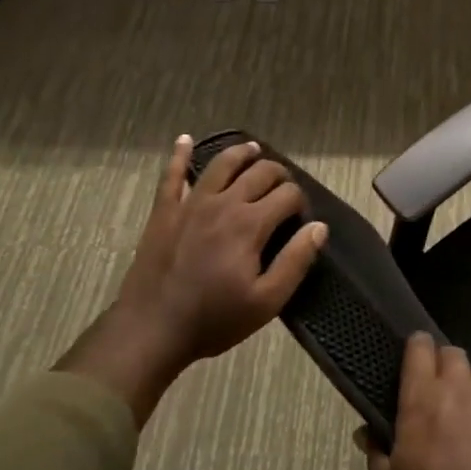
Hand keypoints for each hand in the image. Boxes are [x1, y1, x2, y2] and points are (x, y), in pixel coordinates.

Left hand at [61, 137, 326, 425]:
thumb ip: (295, 261)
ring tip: (253, 151)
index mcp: (250, 224)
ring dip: (242, 154)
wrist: (151, 330)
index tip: (301, 218)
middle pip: (259, 172)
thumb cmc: (214, 320)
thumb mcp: (266, 301)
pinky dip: (180, 155)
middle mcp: (223, 203)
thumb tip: (319, 228)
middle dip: (279, 175)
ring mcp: (190, 204)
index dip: (300, 201)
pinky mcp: (164, 211)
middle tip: (284, 188)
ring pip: (221, 164)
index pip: (287, 195)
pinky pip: (171, 175)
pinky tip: (185, 140)